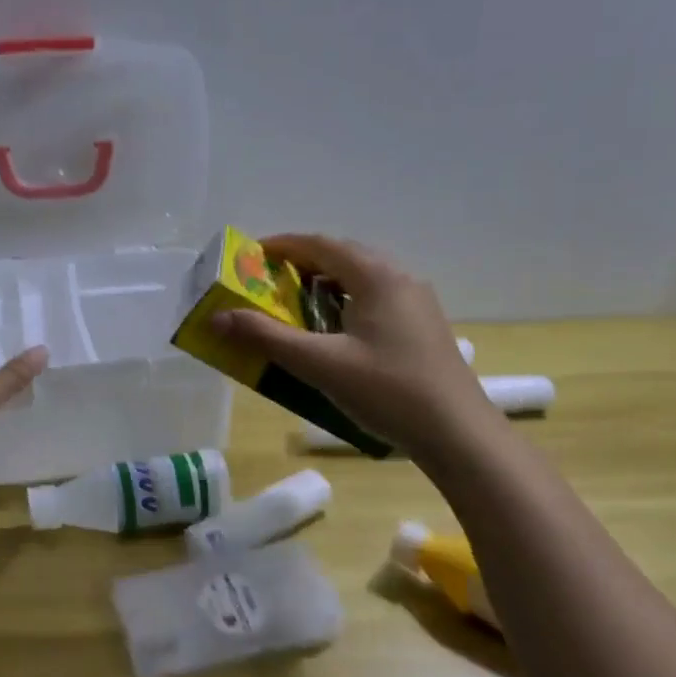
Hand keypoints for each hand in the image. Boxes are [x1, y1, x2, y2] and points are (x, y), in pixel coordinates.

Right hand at [210, 234, 493, 460]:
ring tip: (294, 306)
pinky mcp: (422, 326)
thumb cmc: (388, 391)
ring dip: (324, 284)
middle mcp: (400, 278)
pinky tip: (333, 332)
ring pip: (361, 278)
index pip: (320, 244)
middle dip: (301, 264)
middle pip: (343, 256)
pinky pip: (375, 298)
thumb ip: (267, 338)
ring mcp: (416, 302)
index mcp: (377, 276)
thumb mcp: (320, 364)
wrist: (457, 432)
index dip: (282, 246)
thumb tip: (219, 317)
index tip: (250, 256)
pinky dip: (345, 302)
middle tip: (267, 283)